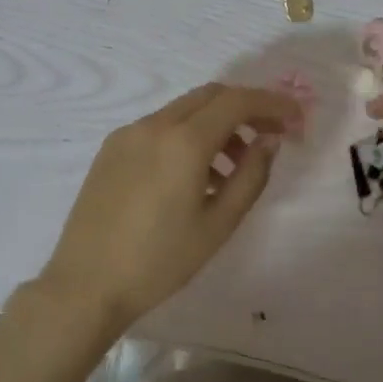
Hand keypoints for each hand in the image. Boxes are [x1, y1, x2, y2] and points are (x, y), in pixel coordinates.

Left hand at [34, 82, 302, 343]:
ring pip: (184, 110)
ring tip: (233, 167)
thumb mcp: (219, 224)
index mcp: (183, 141)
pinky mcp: (111, 149)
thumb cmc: (160, 261)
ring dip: (216, 124)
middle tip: (270, 135)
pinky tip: (195, 175)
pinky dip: (187, 136)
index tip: (296, 117)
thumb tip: (269, 139)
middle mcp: (153, 125)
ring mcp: (128, 134)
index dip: (272, 103)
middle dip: (245, 108)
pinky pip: (159, 128)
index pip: (237, 101)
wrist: (86, 284)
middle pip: (210, 96)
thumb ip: (251, 175)